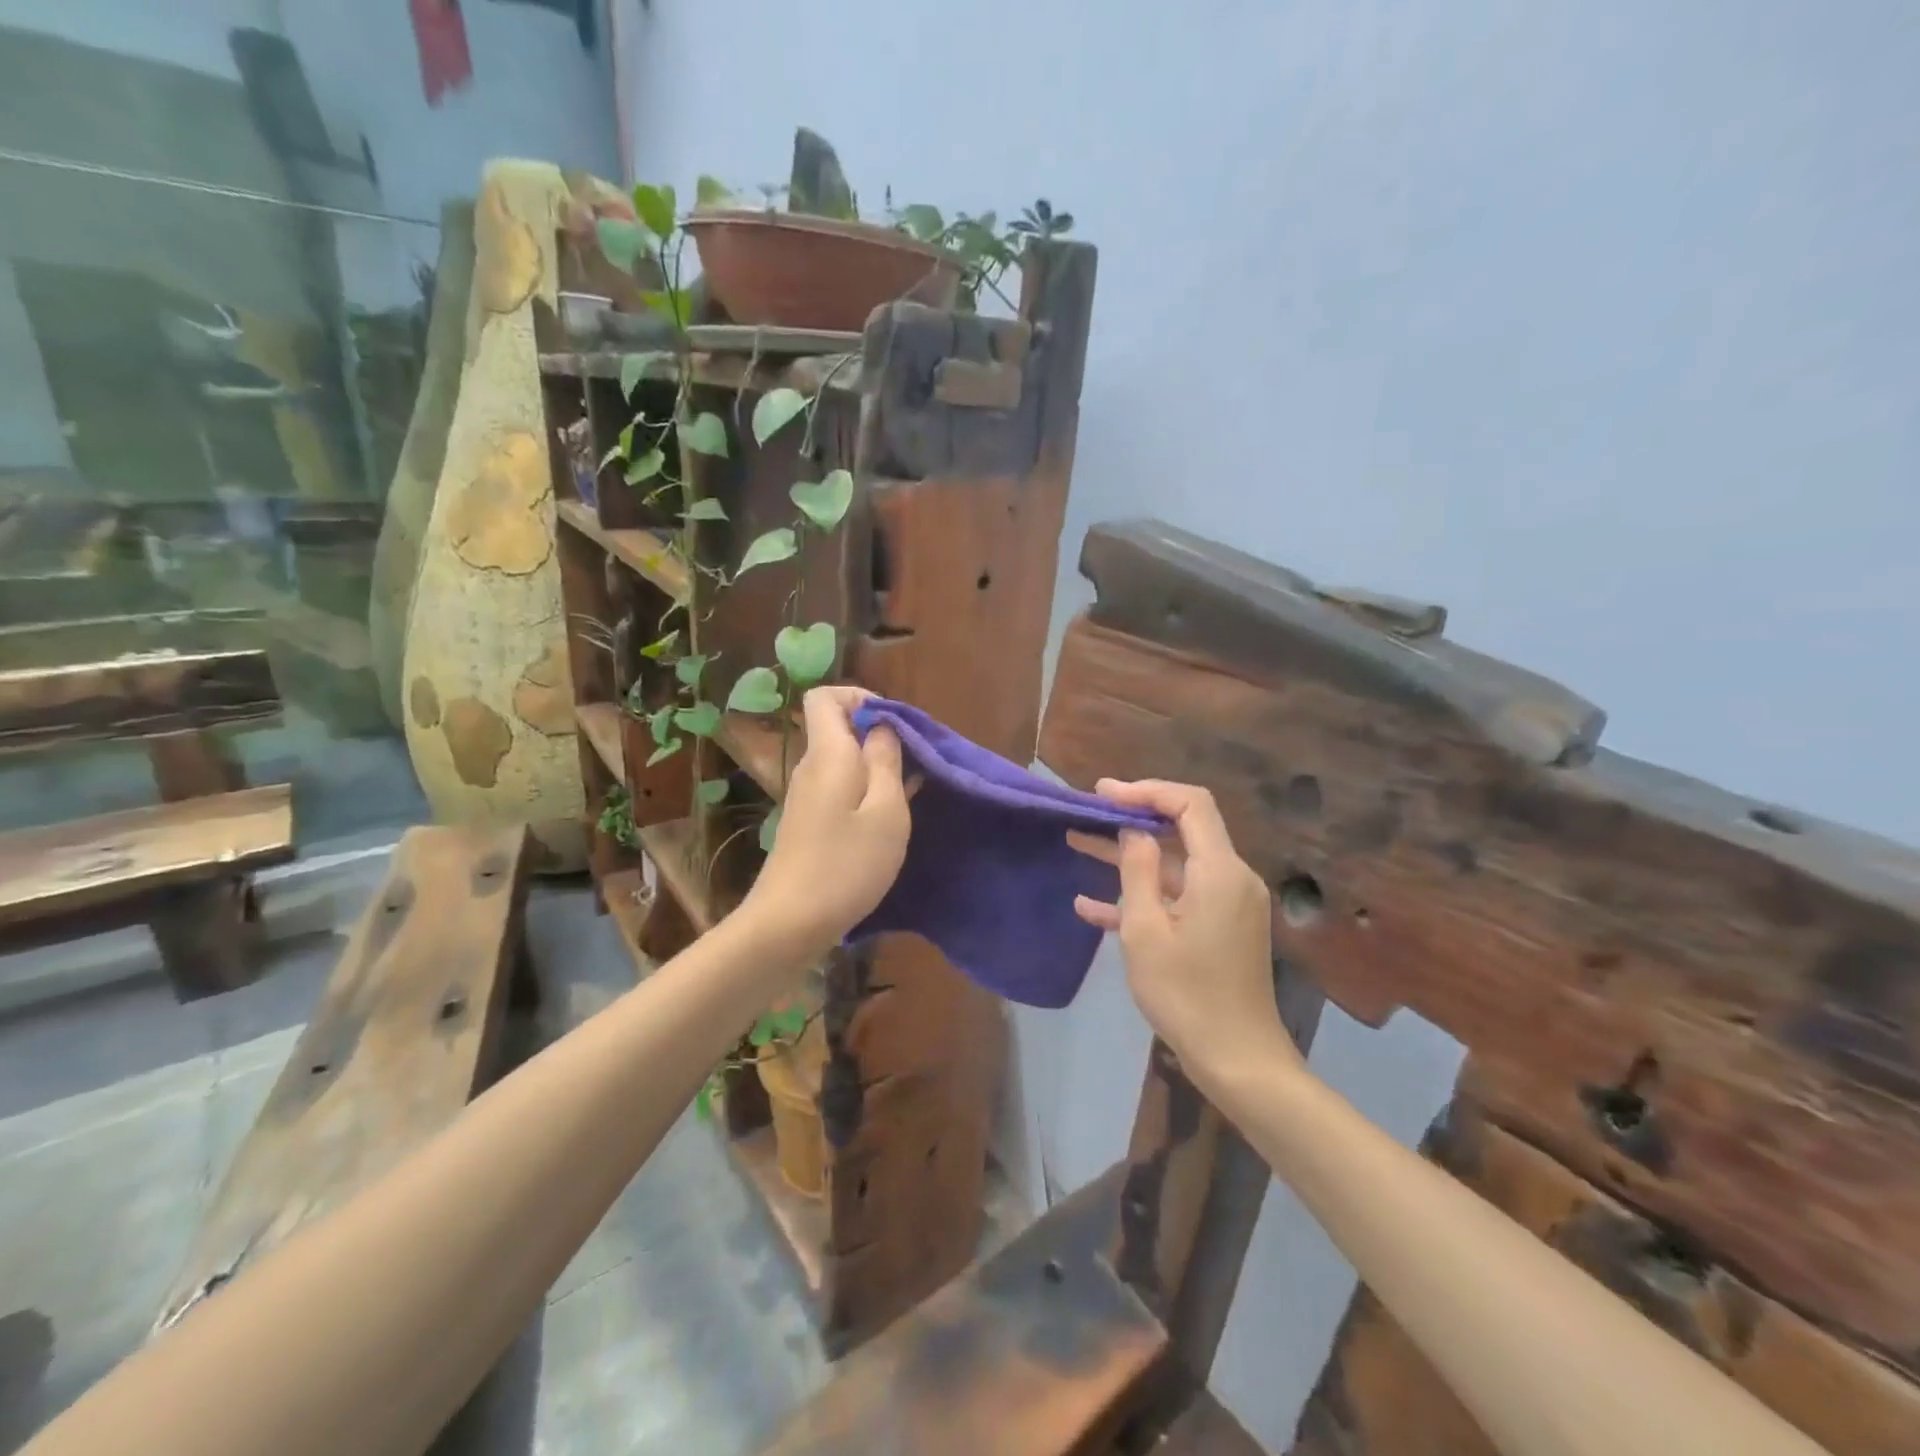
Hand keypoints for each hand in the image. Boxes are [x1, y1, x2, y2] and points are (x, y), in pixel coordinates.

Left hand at [743, 687, 911, 952]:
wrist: (788, 923)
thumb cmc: (846, 865)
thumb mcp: (885, 812)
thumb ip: (886, 761)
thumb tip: (883, 727)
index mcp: (828, 754)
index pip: (825, 696)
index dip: (861, 698)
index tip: (896, 725)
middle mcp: (811, 767)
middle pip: (838, 727)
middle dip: (879, 735)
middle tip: (915, 763)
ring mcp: (806, 796)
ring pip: (842, 760)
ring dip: (876, 766)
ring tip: (910, 792)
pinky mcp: (808, 822)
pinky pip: (839, 787)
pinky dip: (865, 790)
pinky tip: (888, 818)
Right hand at [1068, 780, 1301, 1086]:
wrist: (1237, 1060)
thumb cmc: (1185, 993)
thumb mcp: (1146, 930)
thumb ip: (1138, 871)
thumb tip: (1134, 831)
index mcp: (1219, 871)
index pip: (1189, 804)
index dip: (1146, 791)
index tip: (1104, 794)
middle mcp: (1231, 878)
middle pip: (1182, 830)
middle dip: (1131, 820)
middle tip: (1086, 814)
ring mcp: (1228, 905)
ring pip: (1174, 865)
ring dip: (1129, 857)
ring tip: (1078, 844)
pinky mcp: (1221, 929)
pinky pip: (1179, 898)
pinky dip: (1144, 894)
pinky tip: (1092, 906)